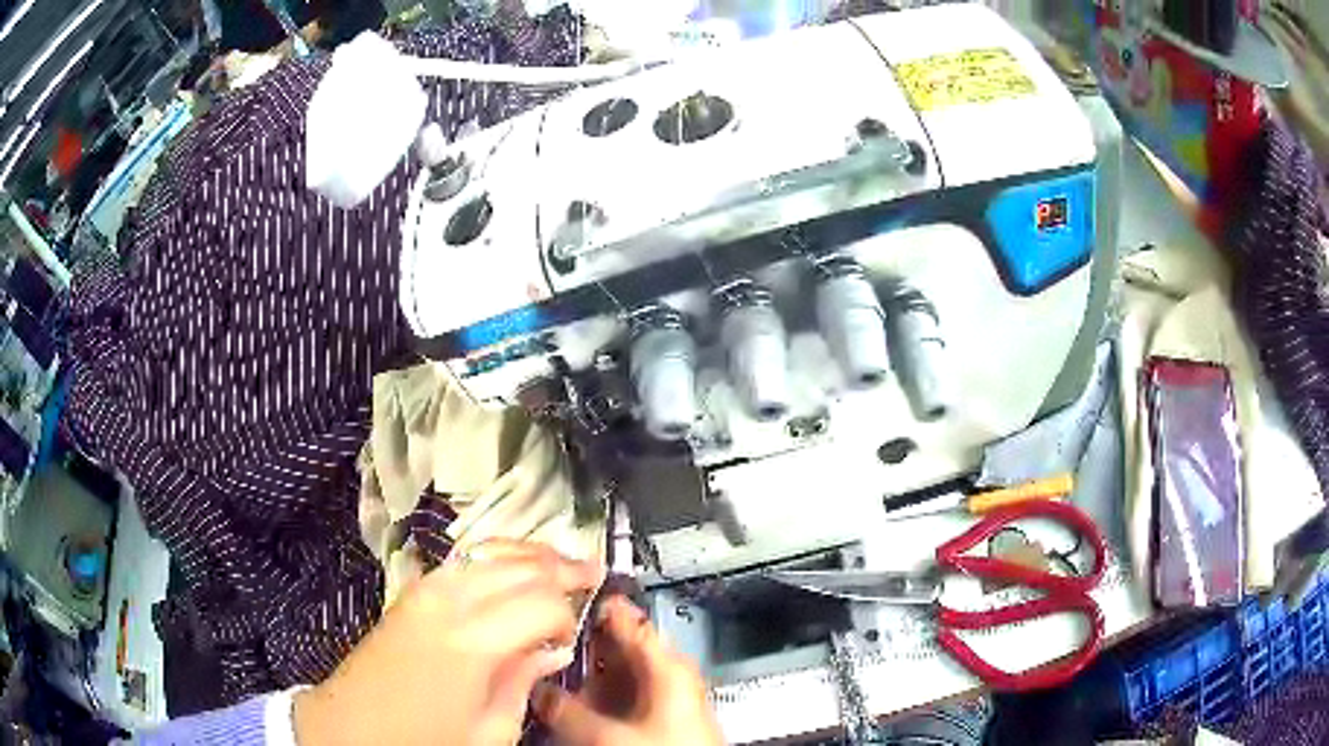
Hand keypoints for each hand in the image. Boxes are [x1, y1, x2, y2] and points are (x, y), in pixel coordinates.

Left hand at [294, 540, 603, 745]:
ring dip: (528, 554)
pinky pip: (461, 561)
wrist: (350, 727)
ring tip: (561, 561)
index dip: (568, 615)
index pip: (541, 603)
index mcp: (473, 642)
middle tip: (593, 573)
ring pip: (489, 553)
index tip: (573, 638)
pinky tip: (509, 564)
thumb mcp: (488, 731)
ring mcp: (425, 591)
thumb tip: (552, 650)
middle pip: (517, 568)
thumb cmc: (423, 741)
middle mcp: (450, 602)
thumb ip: (523, 683)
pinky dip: (493, 556)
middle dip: (560, 568)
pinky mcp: (410, 593)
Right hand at [534, 596, 723, 745]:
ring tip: (552, 667)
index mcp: (668, 666)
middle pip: (619, 648)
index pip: (629, 621)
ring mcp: (664, 698)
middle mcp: (668, 676)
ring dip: (586, 672)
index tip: (562, 596)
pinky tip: (576, 702)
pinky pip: (623, 696)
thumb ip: (567, 709)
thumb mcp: (607, 734)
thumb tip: (537, 692)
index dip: (594, 607)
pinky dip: (598, 695)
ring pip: (618, 674)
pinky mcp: (659, 719)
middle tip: (546, 638)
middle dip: (582, 644)